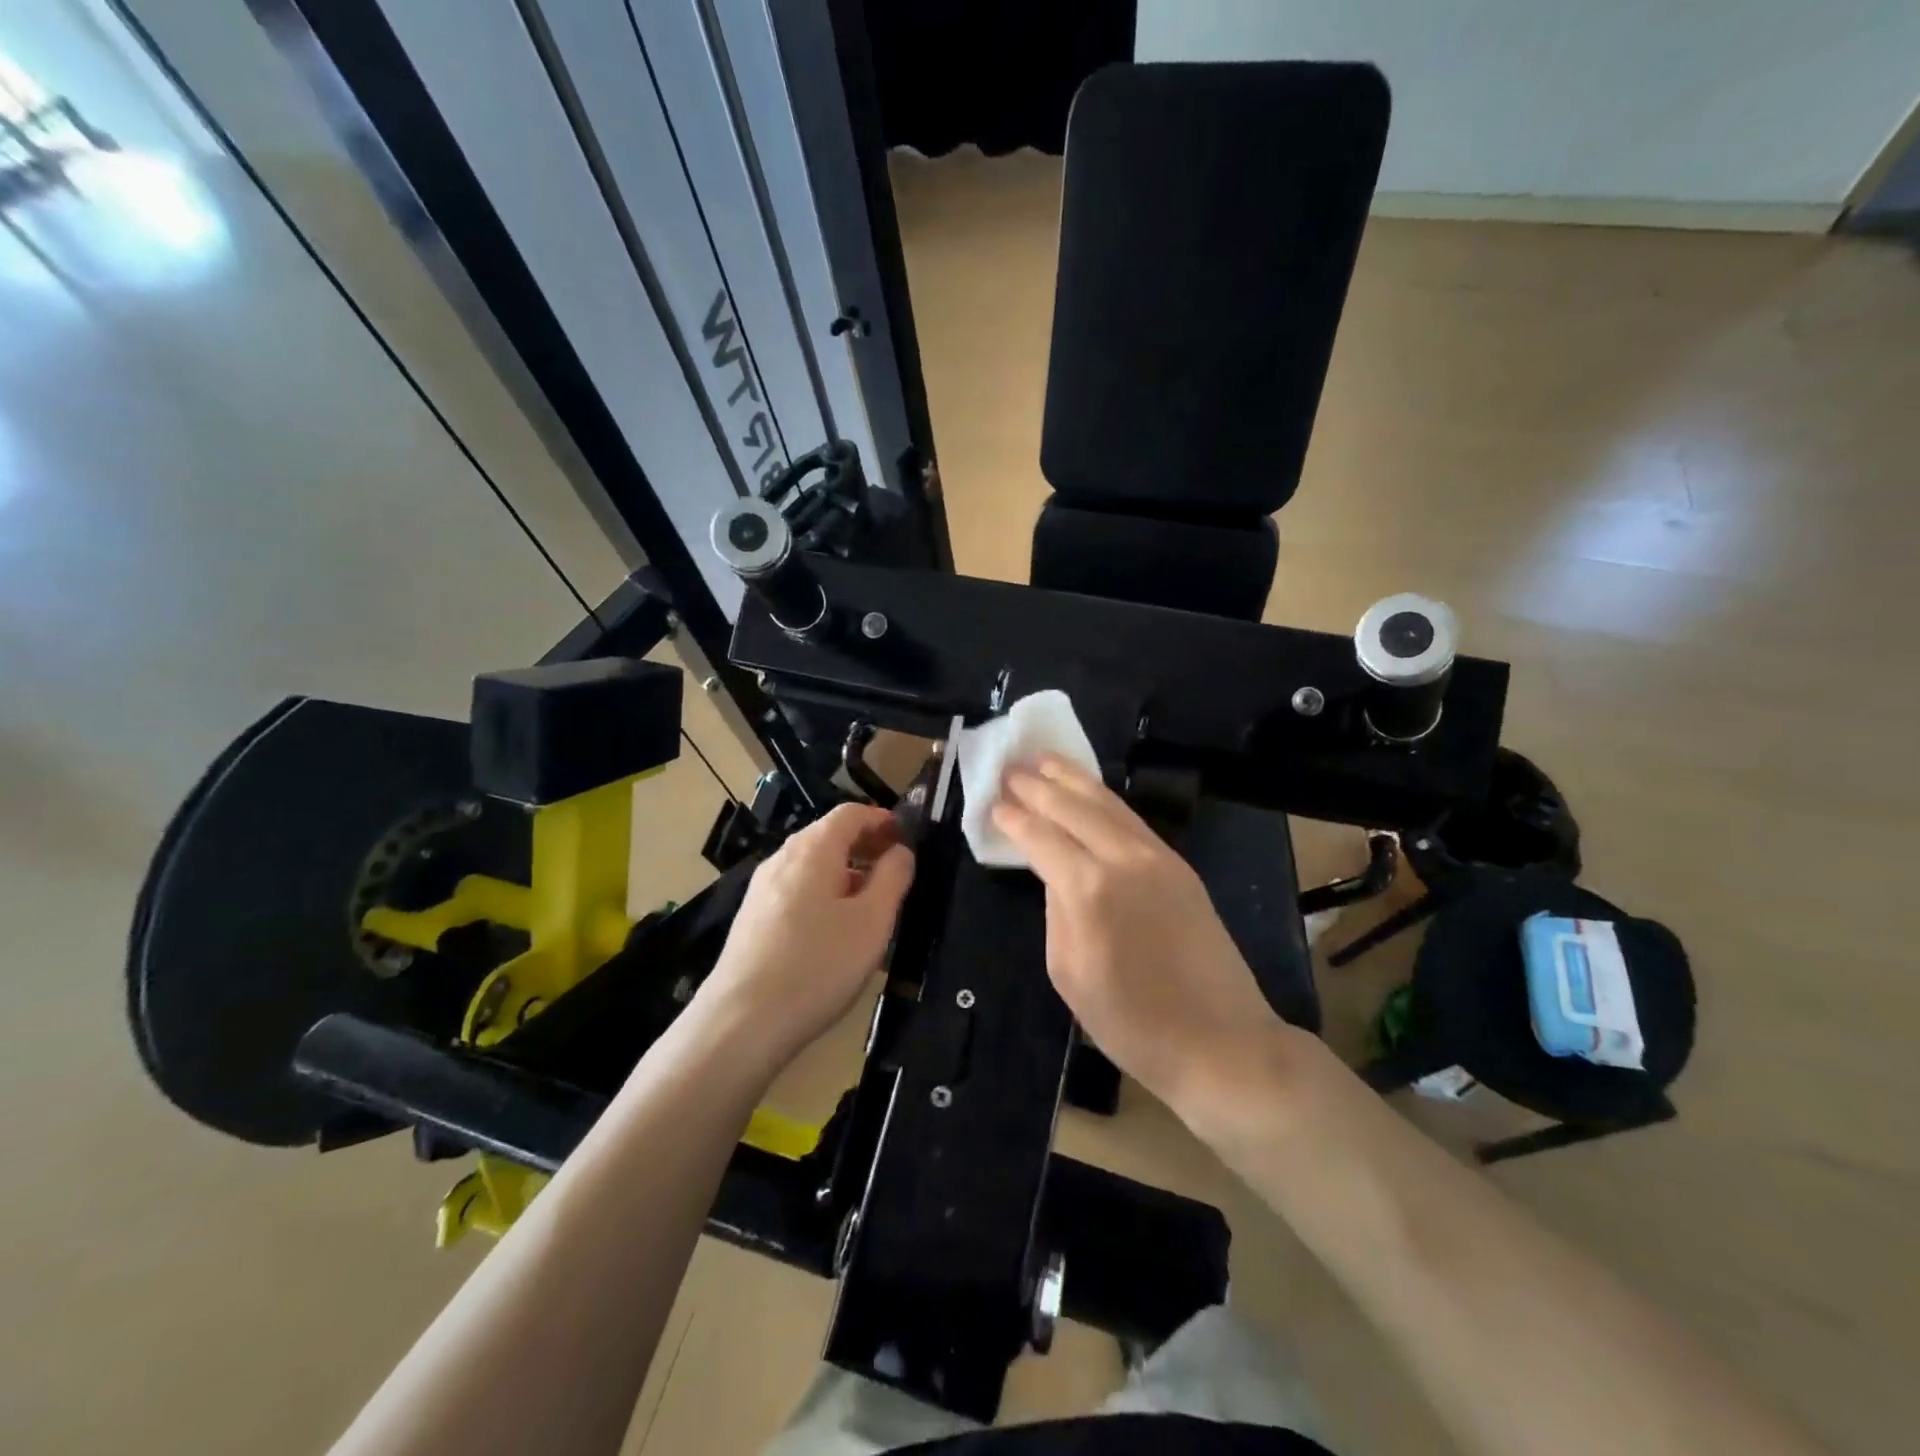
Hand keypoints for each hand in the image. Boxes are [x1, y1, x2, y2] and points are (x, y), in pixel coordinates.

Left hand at [698, 803, 914, 1072]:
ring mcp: (762, 889)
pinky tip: (836, 931)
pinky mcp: (752, 918)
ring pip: (812, 866)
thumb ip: (893, 877)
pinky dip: (824, 894)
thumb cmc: (818, 964)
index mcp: (813, 849)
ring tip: (872, 904)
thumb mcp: (872, 921)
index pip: (851, 813)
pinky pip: (797, 891)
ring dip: (846, 873)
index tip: (907, 837)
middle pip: (829, 836)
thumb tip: (900, 851)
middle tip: (896, 871)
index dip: (882, 819)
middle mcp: (783, 858)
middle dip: (865, 846)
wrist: (742, 1022)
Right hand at [992, 757, 1293, 1124]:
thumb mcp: (1069, 973)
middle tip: (1010, 767)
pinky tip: (1089, 791)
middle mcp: (1123, 859)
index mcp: (1088, 890)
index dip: (1014, 817)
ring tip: (1045, 759)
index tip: (993, 801)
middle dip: (1038, 785)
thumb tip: (1056, 876)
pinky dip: (1104, 798)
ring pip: (1107, 803)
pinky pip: (1131, 819)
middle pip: (1073, 806)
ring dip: (1072, 778)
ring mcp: (1157, 857)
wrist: (1220, 1041)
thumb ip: (1056, 912)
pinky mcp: (1179, 865)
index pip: (1041, 836)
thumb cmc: (1132, 1022)